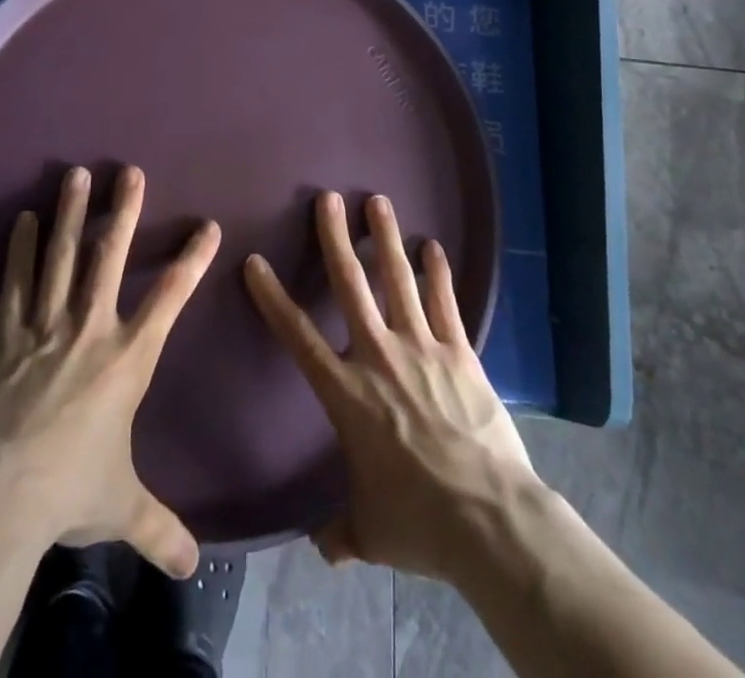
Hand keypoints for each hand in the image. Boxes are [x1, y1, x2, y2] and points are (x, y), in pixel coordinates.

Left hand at [0, 164, 220, 578]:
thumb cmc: (68, 490)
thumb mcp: (121, 508)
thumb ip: (160, 528)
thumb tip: (193, 568)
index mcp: (128, 358)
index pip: (170, 297)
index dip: (192, 259)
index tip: (207, 226)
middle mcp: (90, 328)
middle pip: (109, 257)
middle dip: (122, 212)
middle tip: (129, 172)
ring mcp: (45, 325)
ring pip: (61, 256)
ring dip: (70, 213)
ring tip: (76, 174)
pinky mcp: (7, 333)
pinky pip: (16, 281)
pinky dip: (19, 248)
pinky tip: (22, 218)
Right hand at [244, 190, 536, 583]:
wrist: (489, 519)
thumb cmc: (419, 522)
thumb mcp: (370, 532)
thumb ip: (342, 531)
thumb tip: (324, 546)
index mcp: (347, 394)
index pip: (298, 337)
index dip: (273, 298)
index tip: (255, 262)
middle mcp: (379, 357)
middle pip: (351, 286)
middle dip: (335, 238)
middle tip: (327, 199)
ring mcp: (422, 348)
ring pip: (398, 280)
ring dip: (386, 238)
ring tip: (378, 201)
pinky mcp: (460, 352)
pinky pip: (445, 303)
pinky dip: (438, 272)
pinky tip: (433, 245)